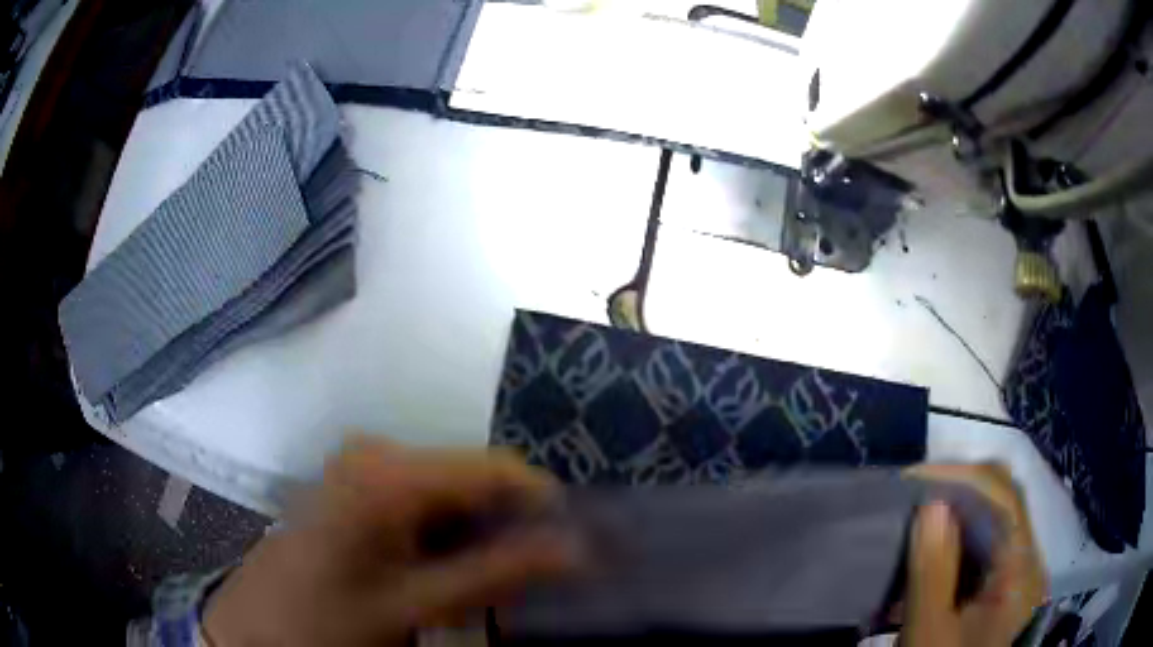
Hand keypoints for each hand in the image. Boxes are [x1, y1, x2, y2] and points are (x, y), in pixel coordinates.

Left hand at [203, 438, 579, 646]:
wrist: (256, 626)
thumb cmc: (326, 620)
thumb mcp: (413, 606)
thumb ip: (494, 575)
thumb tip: (575, 550)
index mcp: (389, 472)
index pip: (495, 469)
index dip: (541, 506)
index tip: (572, 550)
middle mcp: (377, 452)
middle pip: (472, 482)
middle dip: (504, 531)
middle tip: (518, 586)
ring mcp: (363, 465)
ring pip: (450, 495)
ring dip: (474, 540)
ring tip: (475, 590)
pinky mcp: (356, 484)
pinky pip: (422, 502)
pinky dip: (444, 538)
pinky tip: (437, 575)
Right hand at [902, 464, 1046, 646]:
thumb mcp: (930, 633)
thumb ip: (934, 571)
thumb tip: (930, 504)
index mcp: (1021, 569)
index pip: (1004, 496)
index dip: (962, 476)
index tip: (913, 477)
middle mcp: (1027, 559)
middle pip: (1002, 501)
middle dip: (958, 489)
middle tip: (912, 494)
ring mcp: (1017, 572)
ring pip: (993, 521)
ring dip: (955, 513)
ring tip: (915, 519)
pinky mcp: (1003, 585)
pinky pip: (984, 547)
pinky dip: (956, 540)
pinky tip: (929, 553)